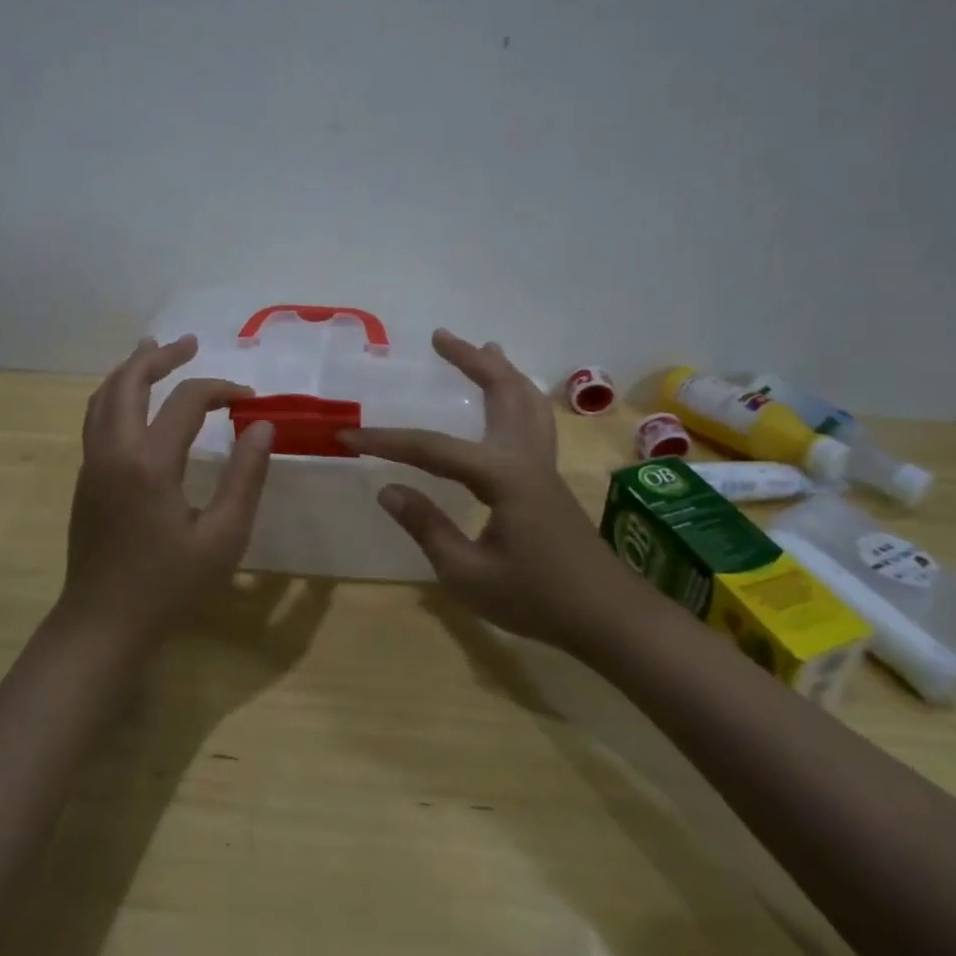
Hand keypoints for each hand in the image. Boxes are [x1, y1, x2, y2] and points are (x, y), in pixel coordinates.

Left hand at [61, 335, 274, 649]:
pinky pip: (96, 417)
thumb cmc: (169, 586)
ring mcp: (92, 463)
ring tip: (155, 351)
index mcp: (150, 463)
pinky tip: (134, 400)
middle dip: (161, 356)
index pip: (187, 401)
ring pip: (104, 396)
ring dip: (131, 369)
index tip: (250, 399)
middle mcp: (114, 451)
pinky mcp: (86, 478)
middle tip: (190, 343)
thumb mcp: (224, 538)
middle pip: (129, 382)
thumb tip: (262, 426)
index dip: (222, 389)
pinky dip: (116, 393)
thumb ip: (246, 477)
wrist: (102, 625)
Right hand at [341, 330, 627, 647]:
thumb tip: (388, 490)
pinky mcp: (549, 479)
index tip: (347, 437)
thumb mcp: (468, 575)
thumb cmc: (536, 599)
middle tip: (440, 336)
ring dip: (502, 371)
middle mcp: (525, 458)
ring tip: (485, 347)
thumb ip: (427, 527)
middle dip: (470, 361)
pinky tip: (511, 401)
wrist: (608, 618)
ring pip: (527, 400)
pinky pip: (535, 420)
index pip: (432, 448)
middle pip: (501, 392)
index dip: (386, 441)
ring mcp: (543, 465)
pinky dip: (519, 395)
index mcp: (502, 476)